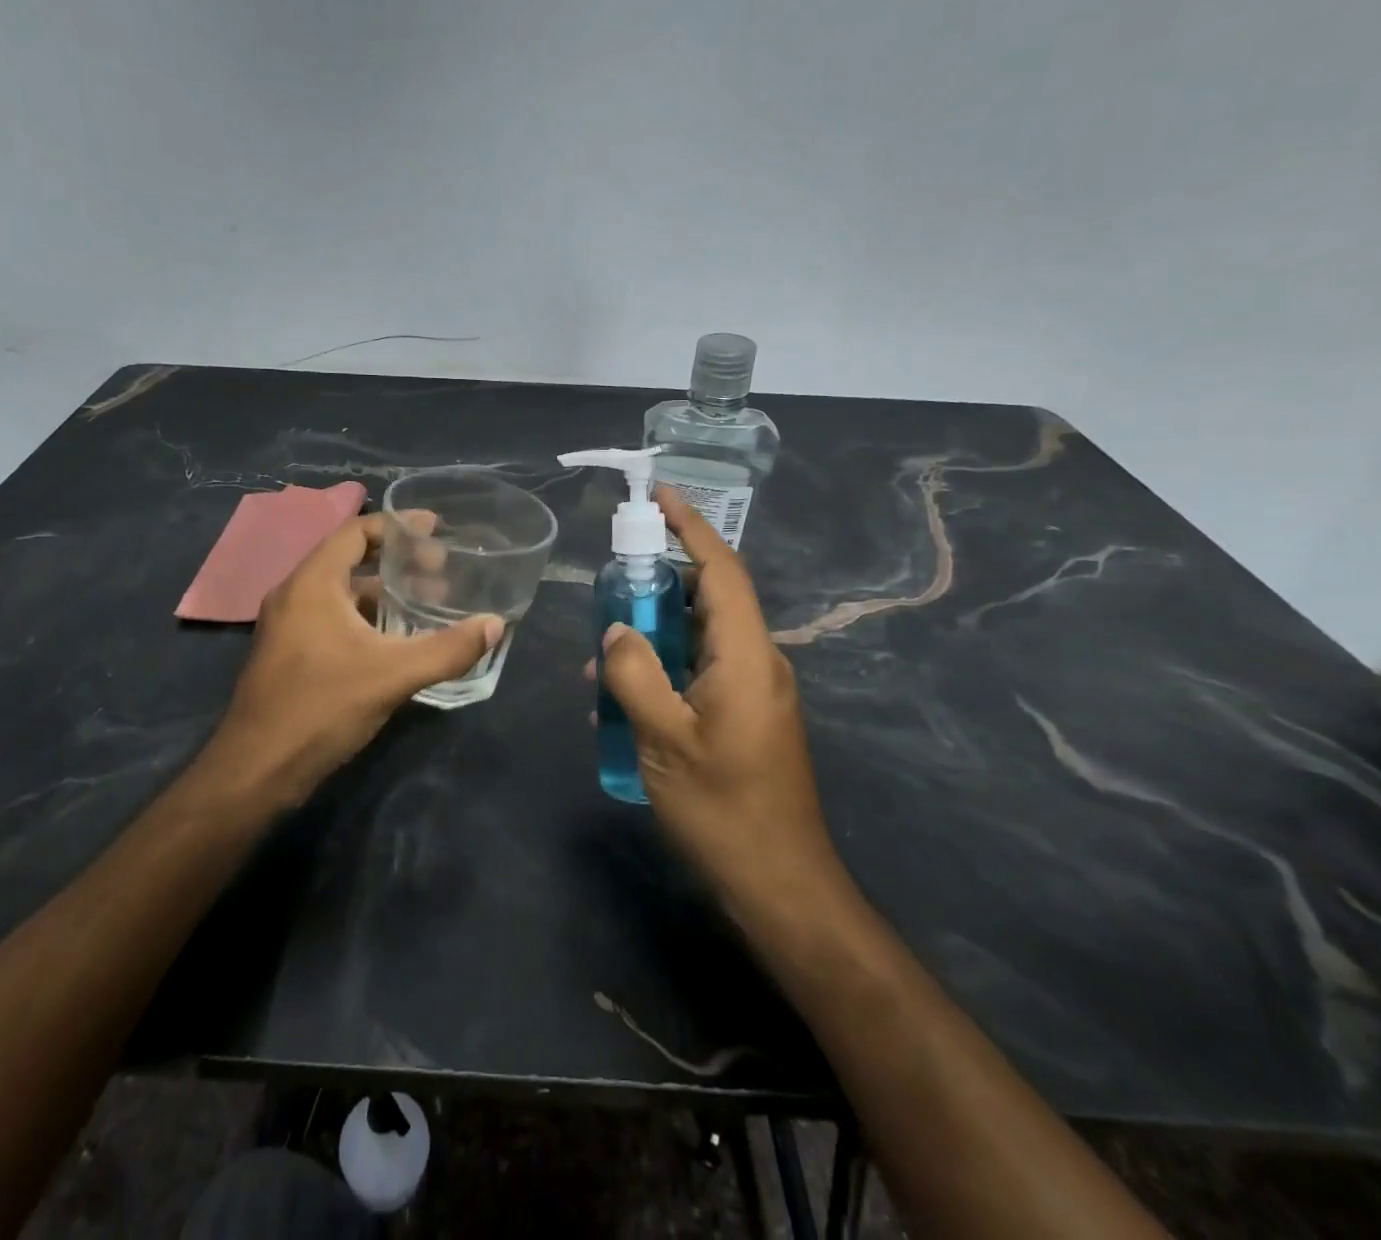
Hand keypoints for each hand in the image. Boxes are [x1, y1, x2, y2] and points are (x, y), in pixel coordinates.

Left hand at [203, 512, 503, 808]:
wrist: (257, 770)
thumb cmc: (321, 707)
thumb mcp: (393, 675)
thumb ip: (447, 649)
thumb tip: (495, 625)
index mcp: (312, 583)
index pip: (355, 531)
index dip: (397, 525)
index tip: (435, 527)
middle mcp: (294, 595)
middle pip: (349, 559)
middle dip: (396, 560)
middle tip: (440, 569)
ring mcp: (287, 626)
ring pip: (341, 593)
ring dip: (381, 592)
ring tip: (426, 602)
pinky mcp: (288, 654)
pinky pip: (331, 618)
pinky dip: (364, 617)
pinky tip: (395, 640)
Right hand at [590, 488, 841, 903]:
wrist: (781, 885)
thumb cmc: (723, 809)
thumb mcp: (663, 738)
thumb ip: (633, 674)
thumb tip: (617, 629)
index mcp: (746, 656)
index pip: (720, 570)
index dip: (691, 527)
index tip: (659, 495)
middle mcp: (757, 662)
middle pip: (708, 598)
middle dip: (657, 584)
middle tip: (608, 585)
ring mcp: (754, 691)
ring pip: (699, 637)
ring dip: (653, 634)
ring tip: (600, 657)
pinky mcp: (745, 716)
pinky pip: (700, 671)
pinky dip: (663, 668)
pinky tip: (621, 699)